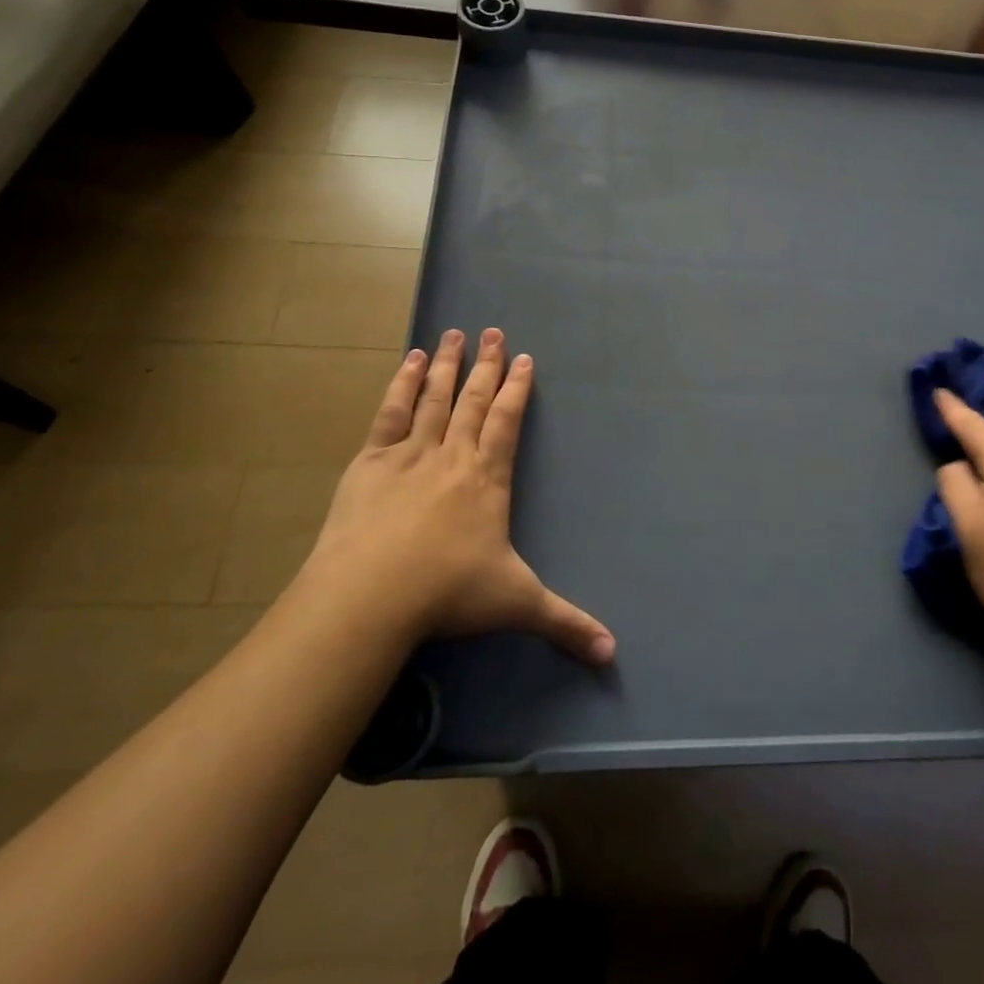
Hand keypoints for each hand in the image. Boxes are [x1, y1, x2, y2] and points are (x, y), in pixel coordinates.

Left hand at [302, 329, 615, 664]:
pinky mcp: (370, 462)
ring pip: (433, 398)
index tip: (522, 358)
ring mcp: (409, 454)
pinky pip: (391, 413)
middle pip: (472, 400)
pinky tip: (408, 362)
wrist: (370, 595)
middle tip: (491, 331)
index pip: (506, 421)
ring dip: (445, 365)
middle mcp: (452, 455)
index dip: (516, 389)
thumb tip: (613, 653)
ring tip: (452, 334)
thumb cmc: (448, 593)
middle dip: (485, 365)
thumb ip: (565, 622)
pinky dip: (401, 385)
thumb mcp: (516, 604)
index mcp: (487, 477)